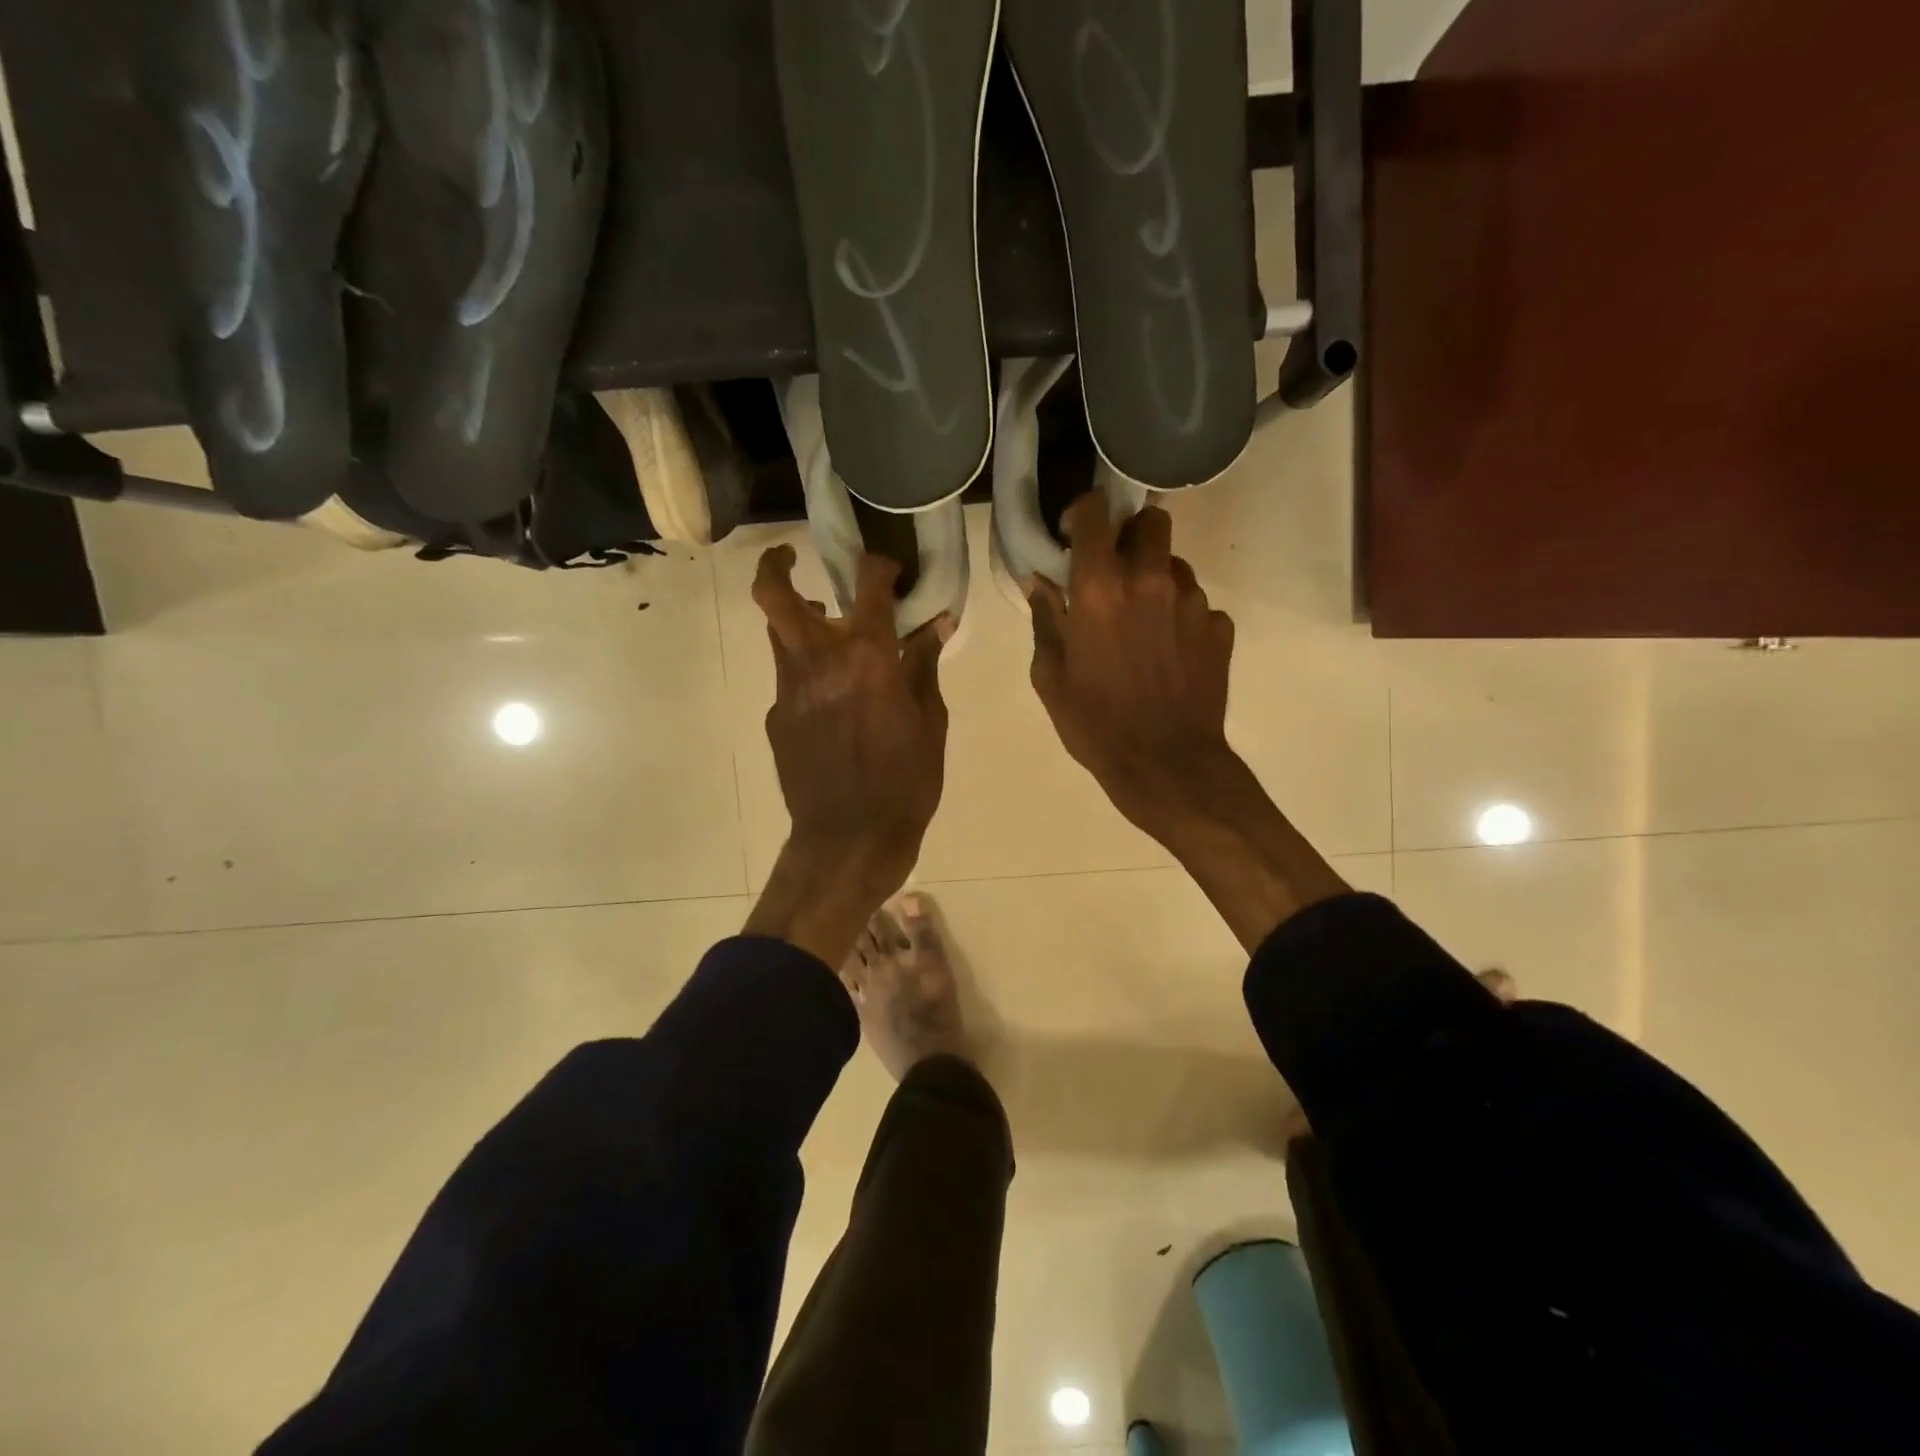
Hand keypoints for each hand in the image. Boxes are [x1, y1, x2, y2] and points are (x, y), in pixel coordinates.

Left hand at [744, 545, 951, 964]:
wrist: (850, 839)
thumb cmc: (905, 782)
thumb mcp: (930, 722)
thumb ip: (925, 666)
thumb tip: (936, 624)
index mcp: (867, 658)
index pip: (868, 587)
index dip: (878, 566)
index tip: (887, 568)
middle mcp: (818, 662)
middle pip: (775, 597)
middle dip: (776, 565)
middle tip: (789, 556)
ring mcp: (788, 690)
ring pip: (777, 636)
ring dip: (794, 621)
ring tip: (824, 628)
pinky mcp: (776, 718)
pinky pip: (789, 680)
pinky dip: (807, 674)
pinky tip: (832, 702)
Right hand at [1028, 495, 1238, 839]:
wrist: (1165, 765)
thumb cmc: (1095, 724)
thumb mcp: (1050, 676)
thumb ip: (1045, 619)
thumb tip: (1040, 582)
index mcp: (1099, 588)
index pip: (1095, 512)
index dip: (1083, 513)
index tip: (1074, 534)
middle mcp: (1150, 580)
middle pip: (1151, 522)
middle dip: (1130, 536)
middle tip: (1115, 571)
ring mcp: (1193, 602)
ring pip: (1176, 565)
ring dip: (1156, 581)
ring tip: (1144, 623)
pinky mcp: (1220, 627)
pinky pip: (1198, 605)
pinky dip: (1180, 617)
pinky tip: (1170, 653)